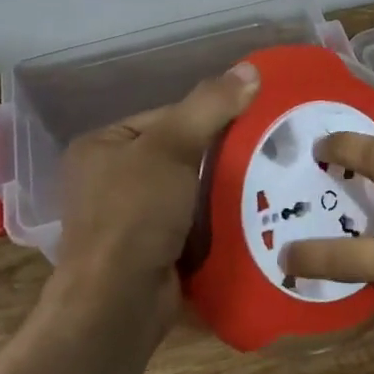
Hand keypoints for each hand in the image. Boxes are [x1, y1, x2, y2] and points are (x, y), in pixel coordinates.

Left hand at [55, 63, 260, 324]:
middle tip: (268, 153)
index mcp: (102, 147)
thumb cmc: (134, 214)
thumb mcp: (172, 148)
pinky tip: (253, 218)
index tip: (252, 121)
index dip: (208, 116)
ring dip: (224, 193)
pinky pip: (193, 226)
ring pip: (191, 193)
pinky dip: (218, 224)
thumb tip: (251, 69)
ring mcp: (130, 221)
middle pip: (180, 155)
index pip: (166, 117)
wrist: (118, 304)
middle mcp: (110, 181)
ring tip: (271, 183)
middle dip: (221, 157)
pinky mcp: (151, 253)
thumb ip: (210, 106)